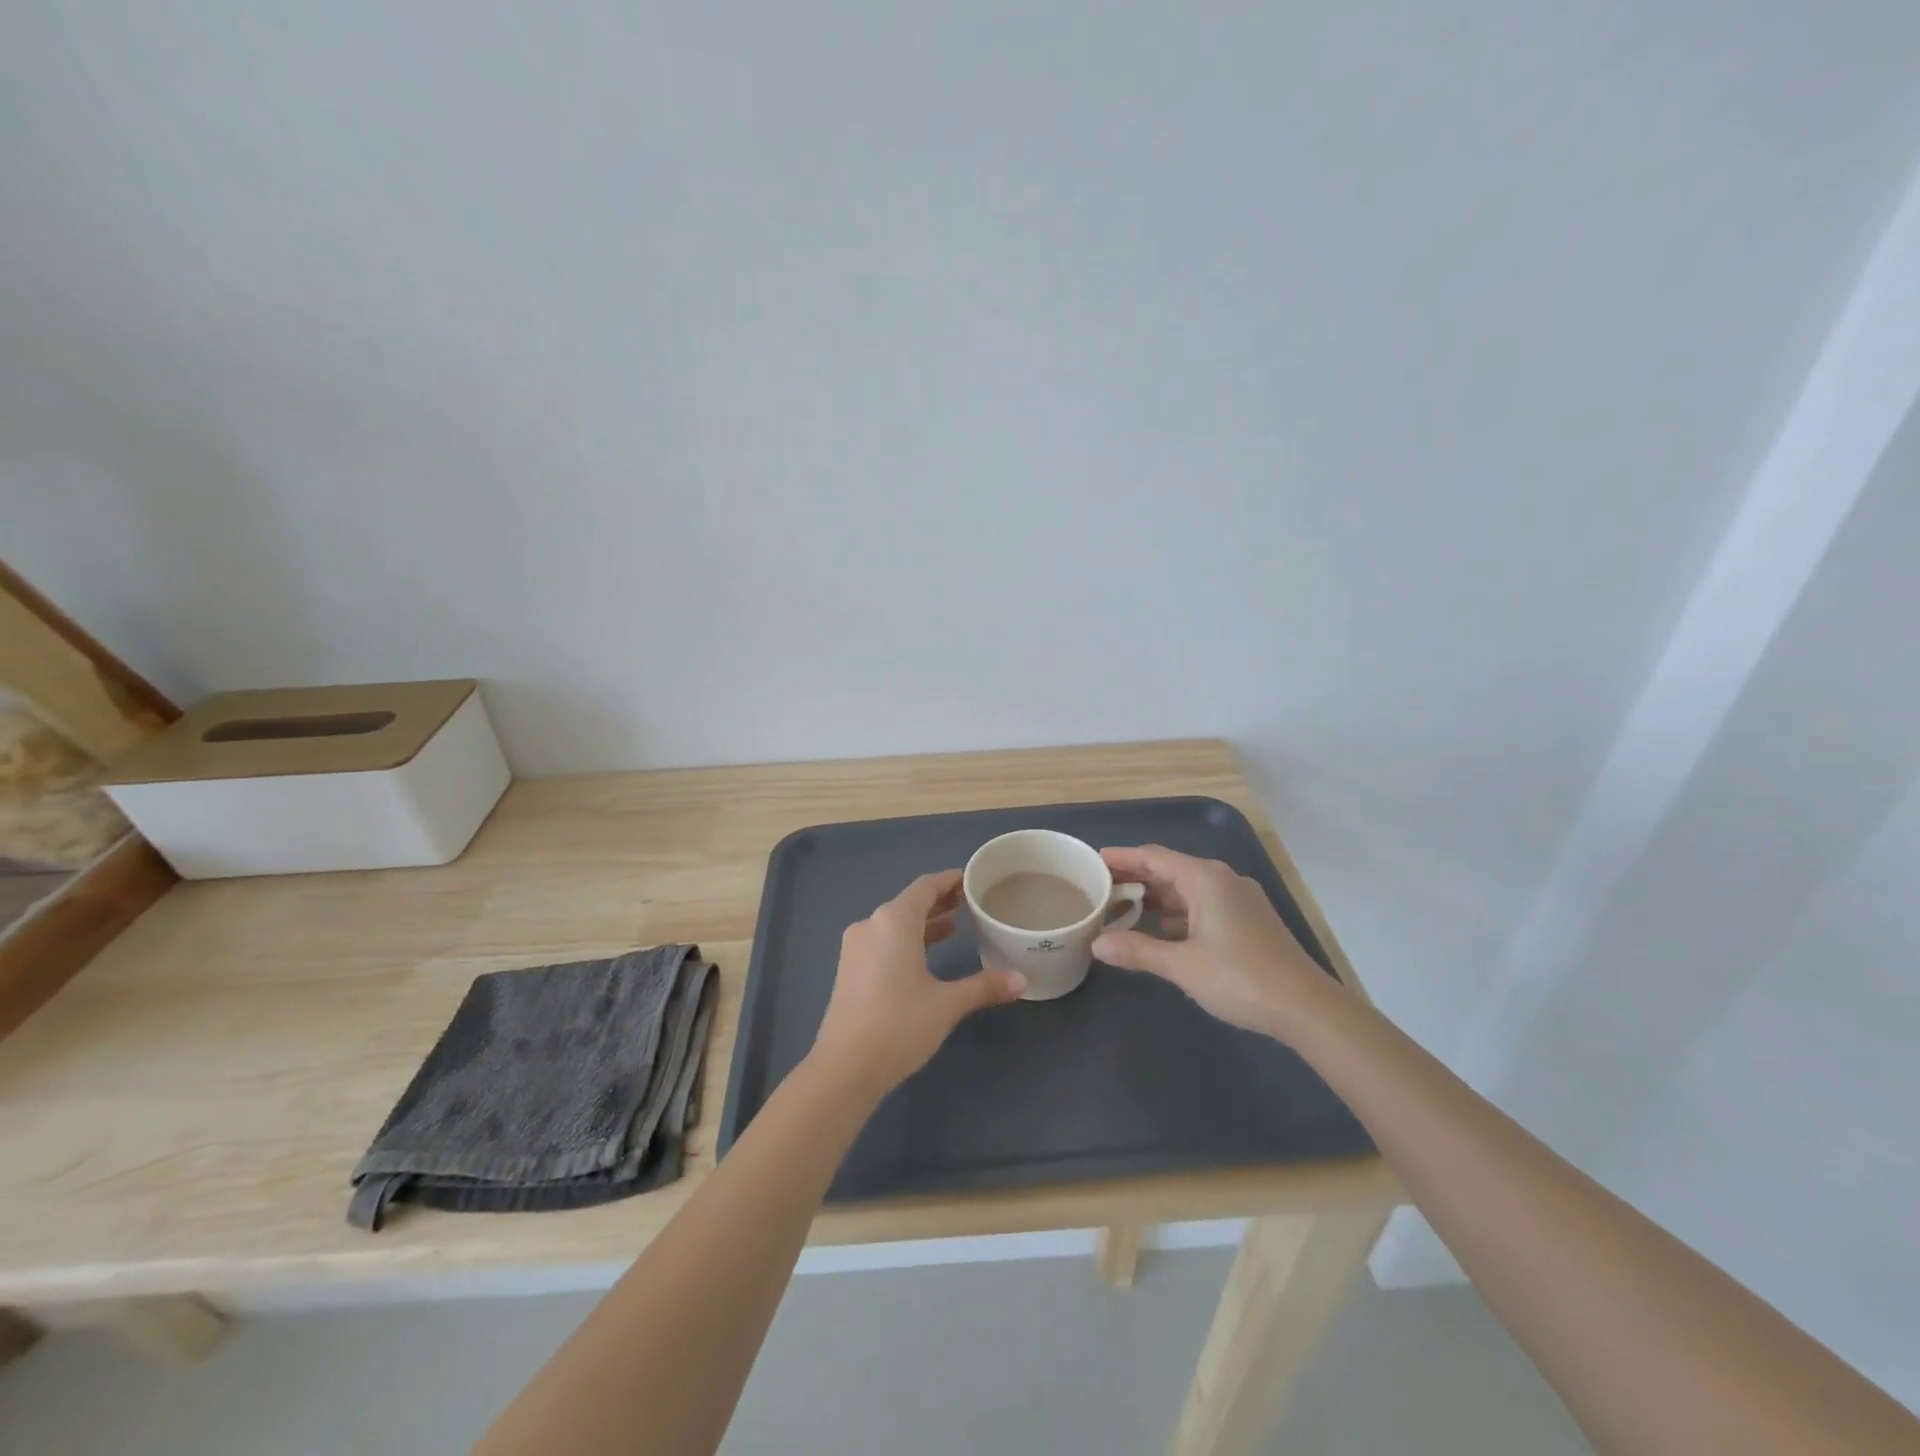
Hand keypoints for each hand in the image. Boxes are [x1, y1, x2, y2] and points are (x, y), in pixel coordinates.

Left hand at [810, 869, 1026, 1098]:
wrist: (845, 1068)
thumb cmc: (899, 1025)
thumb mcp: (947, 1004)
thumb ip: (984, 986)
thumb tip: (1022, 980)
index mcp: (893, 921)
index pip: (926, 886)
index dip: (950, 880)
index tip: (973, 880)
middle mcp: (871, 924)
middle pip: (910, 902)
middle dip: (940, 901)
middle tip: (971, 903)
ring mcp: (856, 947)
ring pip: (895, 923)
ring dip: (924, 922)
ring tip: (955, 925)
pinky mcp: (850, 969)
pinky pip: (883, 940)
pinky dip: (907, 939)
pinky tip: (926, 955)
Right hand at [1092, 845, 1343, 1042]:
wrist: (1306, 1007)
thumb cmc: (1240, 978)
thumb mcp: (1182, 965)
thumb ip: (1137, 950)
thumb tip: (1097, 944)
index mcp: (1206, 879)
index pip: (1154, 857)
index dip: (1123, 857)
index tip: (1094, 861)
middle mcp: (1223, 880)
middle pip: (1171, 870)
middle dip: (1137, 878)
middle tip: (1102, 887)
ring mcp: (1239, 900)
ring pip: (1188, 889)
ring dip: (1157, 897)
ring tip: (1123, 909)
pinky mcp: (1249, 920)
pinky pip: (1203, 905)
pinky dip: (1178, 913)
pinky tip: (1161, 930)